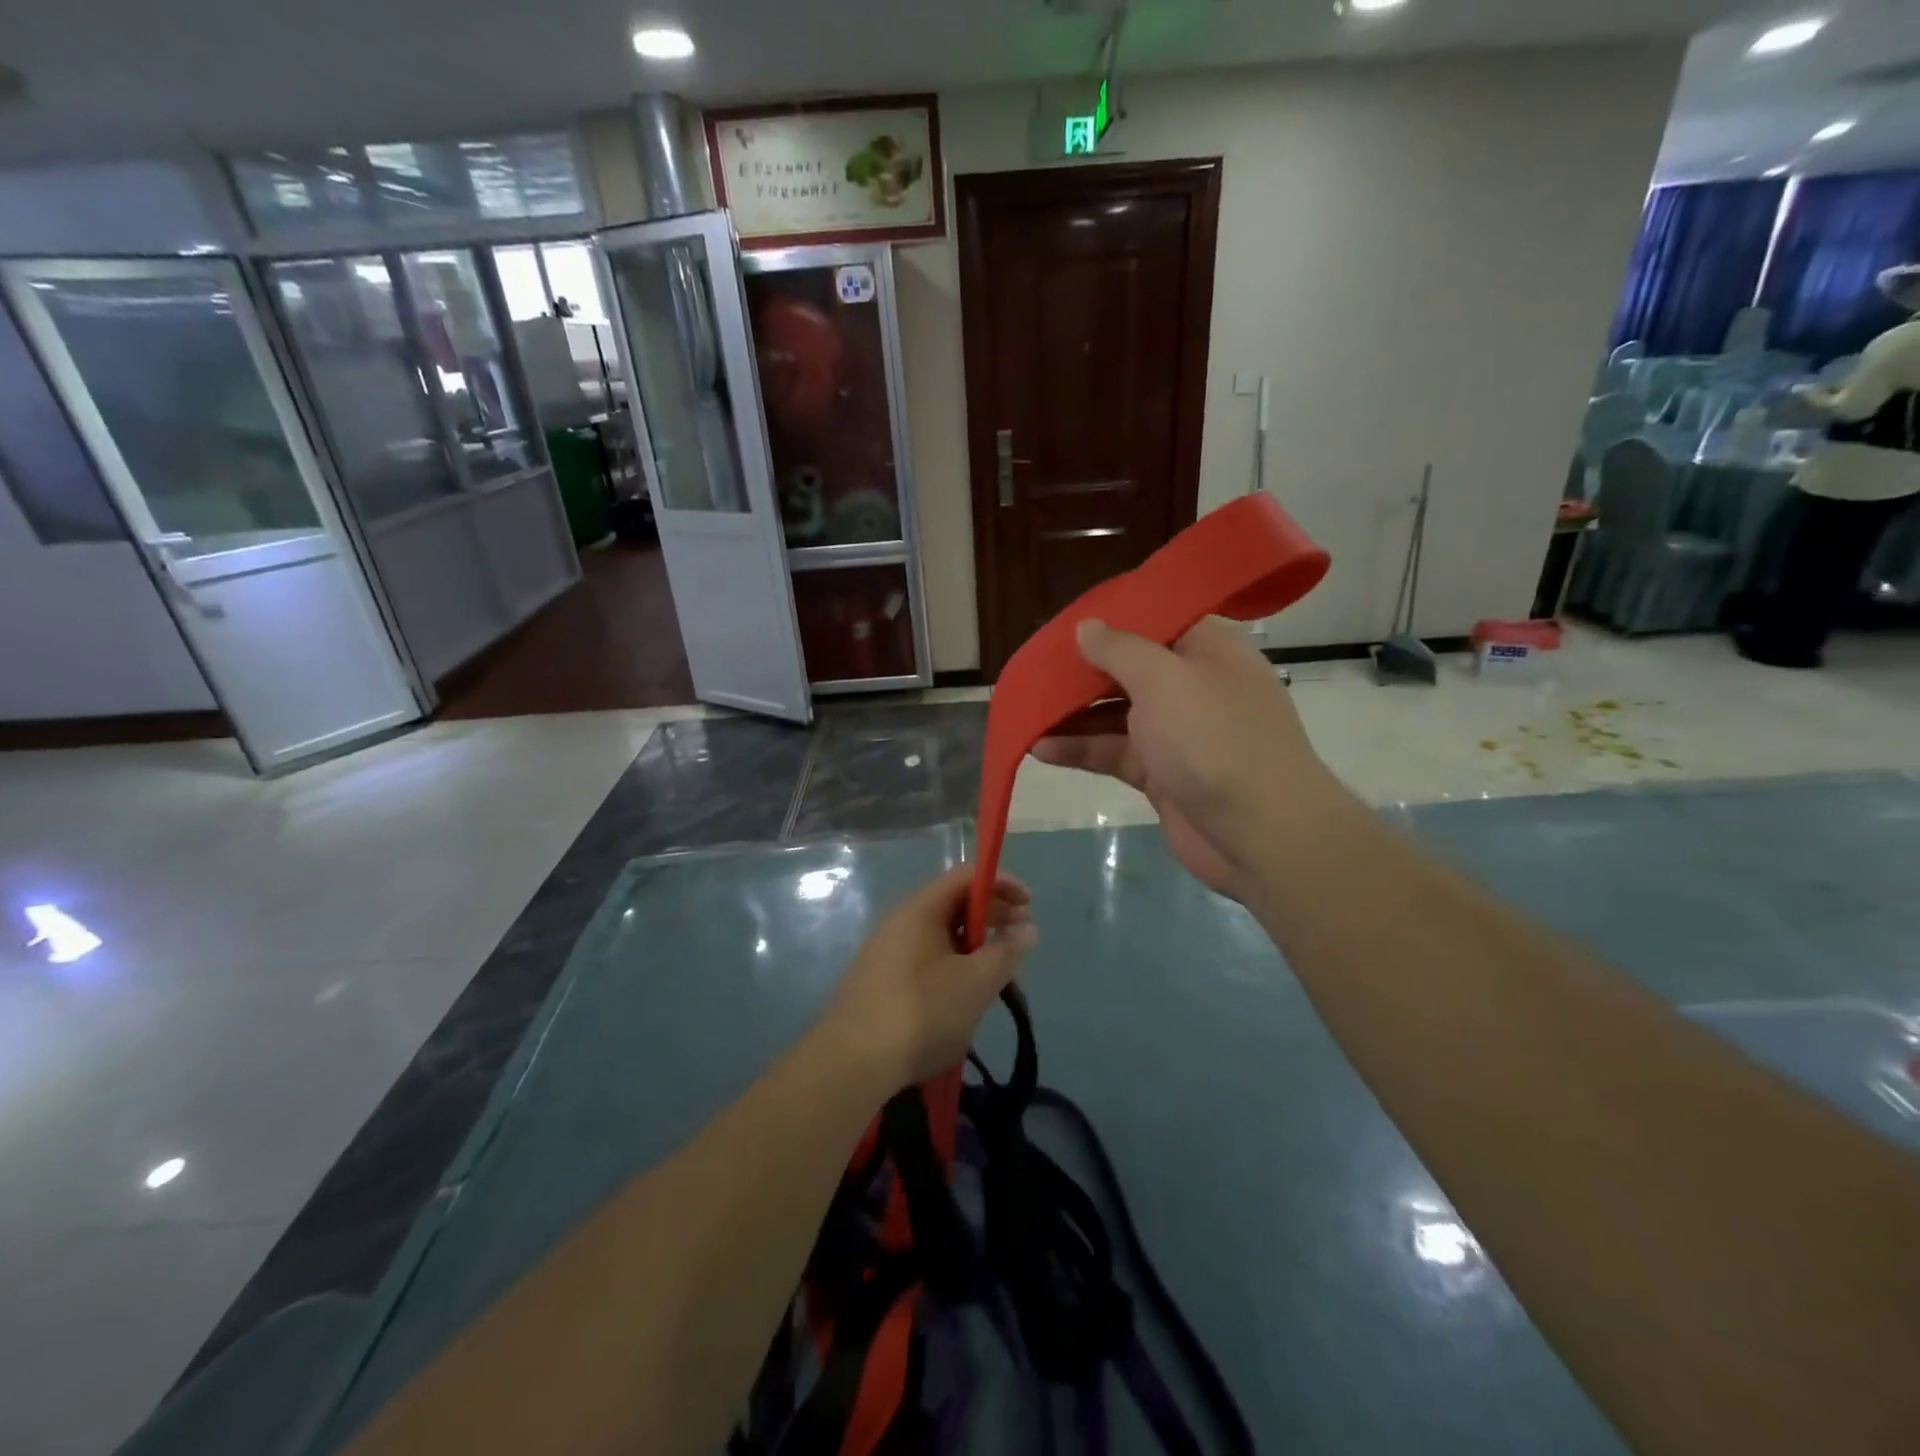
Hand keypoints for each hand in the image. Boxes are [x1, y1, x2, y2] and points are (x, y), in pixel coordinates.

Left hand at [824, 864, 1036, 1090]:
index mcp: (921, 909)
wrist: (852, 1062)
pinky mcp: (879, 982)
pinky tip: (962, 995)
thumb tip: (1027, 929)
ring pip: (939, 934)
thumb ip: (1006, 953)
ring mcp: (885, 952)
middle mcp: (900, 921)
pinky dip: (951, 964)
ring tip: (996, 970)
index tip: (1029, 905)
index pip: (966, 876)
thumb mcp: (976, 982)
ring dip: (972, 944)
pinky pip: (924, 958)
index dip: (1001, 883)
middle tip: (1019, 937)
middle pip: (952, 903)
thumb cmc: (922, 1011)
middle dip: (991, 915)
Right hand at [1032, 616, 1344, 897]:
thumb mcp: (1163, 679)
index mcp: (1206, 649)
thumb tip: (1087, 626)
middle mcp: (1192, 685)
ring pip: (1114, 714)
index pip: (1153, 620)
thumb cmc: (1213, 739)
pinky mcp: (1161, 774)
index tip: (1063, 624)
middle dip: (1081, 672)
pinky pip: (1113, 752)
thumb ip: (1119, 649)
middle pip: (1127, 669)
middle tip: (1033, 672)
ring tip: (1025, 712)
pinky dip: (1080, 749)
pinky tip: (1040, 748)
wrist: (1261, 833)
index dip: (1108, 619)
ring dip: (1072, 714)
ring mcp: (1177, 732)